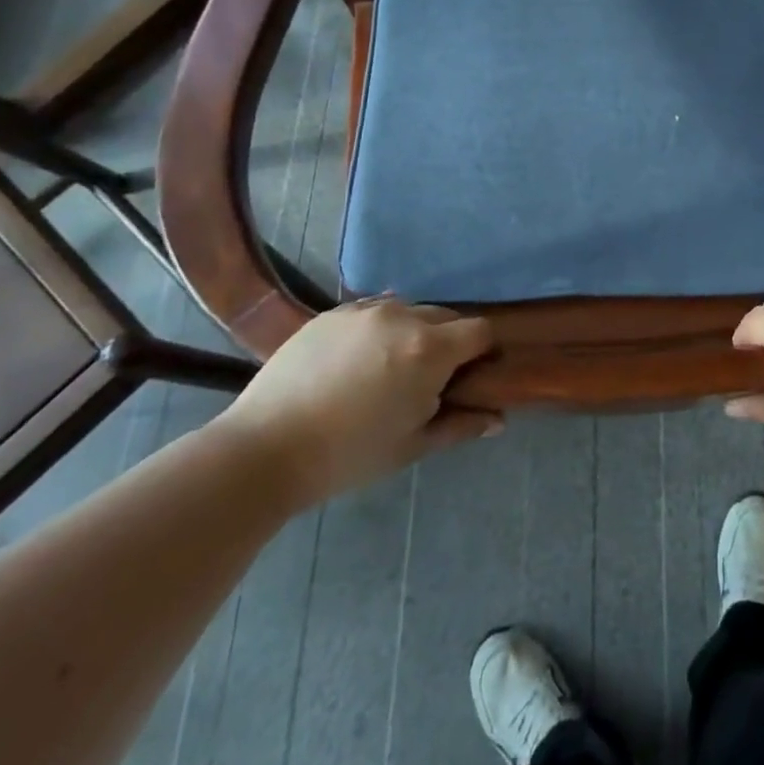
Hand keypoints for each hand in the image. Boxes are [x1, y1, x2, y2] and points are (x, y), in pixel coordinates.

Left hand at [215, 298, 499, 509]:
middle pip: (447, 317)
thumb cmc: (349, 455)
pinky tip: (358, 361)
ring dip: (413, 332)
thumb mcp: (412, 446)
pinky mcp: (332, 312)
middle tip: (428, 380)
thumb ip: (460, 426)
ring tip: (389, 368)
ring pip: (409, 310)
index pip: (480, 330)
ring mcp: (365, 310)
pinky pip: (373, 310)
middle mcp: (404, 315)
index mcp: (430, 348)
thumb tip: (498, 420)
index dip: (483, 351)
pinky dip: (379, 329)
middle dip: (448, 342)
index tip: (471, 376)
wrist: (265, 449)